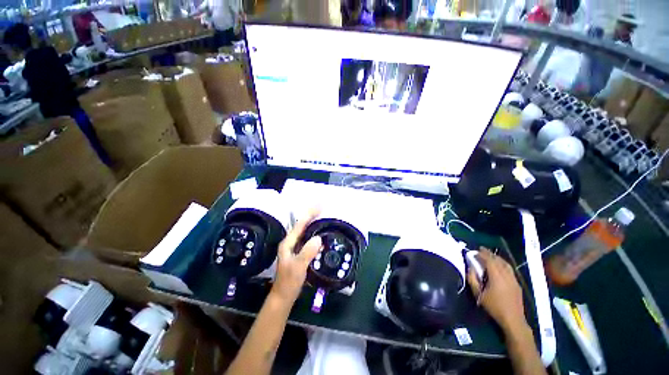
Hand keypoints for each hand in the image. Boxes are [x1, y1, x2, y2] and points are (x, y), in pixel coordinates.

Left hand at [271, 210, 322, 304]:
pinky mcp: (299, 253)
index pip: (300, 225)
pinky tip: (320, 234)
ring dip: (312, 223)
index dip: (309, 214)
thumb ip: (307, 252)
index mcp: (288, 243)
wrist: (284, 296)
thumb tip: (318, 238)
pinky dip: (313, 233)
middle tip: (322, 209)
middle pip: (302, 226)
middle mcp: (290, 242)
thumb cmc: (289, 281)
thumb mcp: (298, 267)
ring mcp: (294, 248)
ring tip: (322, 217)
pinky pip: (307, 239)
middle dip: (311, 216)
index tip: (319, 206)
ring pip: (304, 232)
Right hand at [467, 248, 526, 332]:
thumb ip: (472, 279)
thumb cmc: (494, 307)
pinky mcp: (517, 284)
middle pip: (498, 260)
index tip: (475, 251)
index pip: (489, 260)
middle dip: (489, 254)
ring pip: (505, 264)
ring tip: (489, 255)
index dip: (482, 254)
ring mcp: (513, 279)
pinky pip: (509, 269)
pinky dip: (503, 263)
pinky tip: (499, 266)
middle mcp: (506, 275)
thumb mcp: (478, 294)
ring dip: (497, 258)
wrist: (513, 319)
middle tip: (481, 250)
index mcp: (496, 277)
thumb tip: (470, 268)